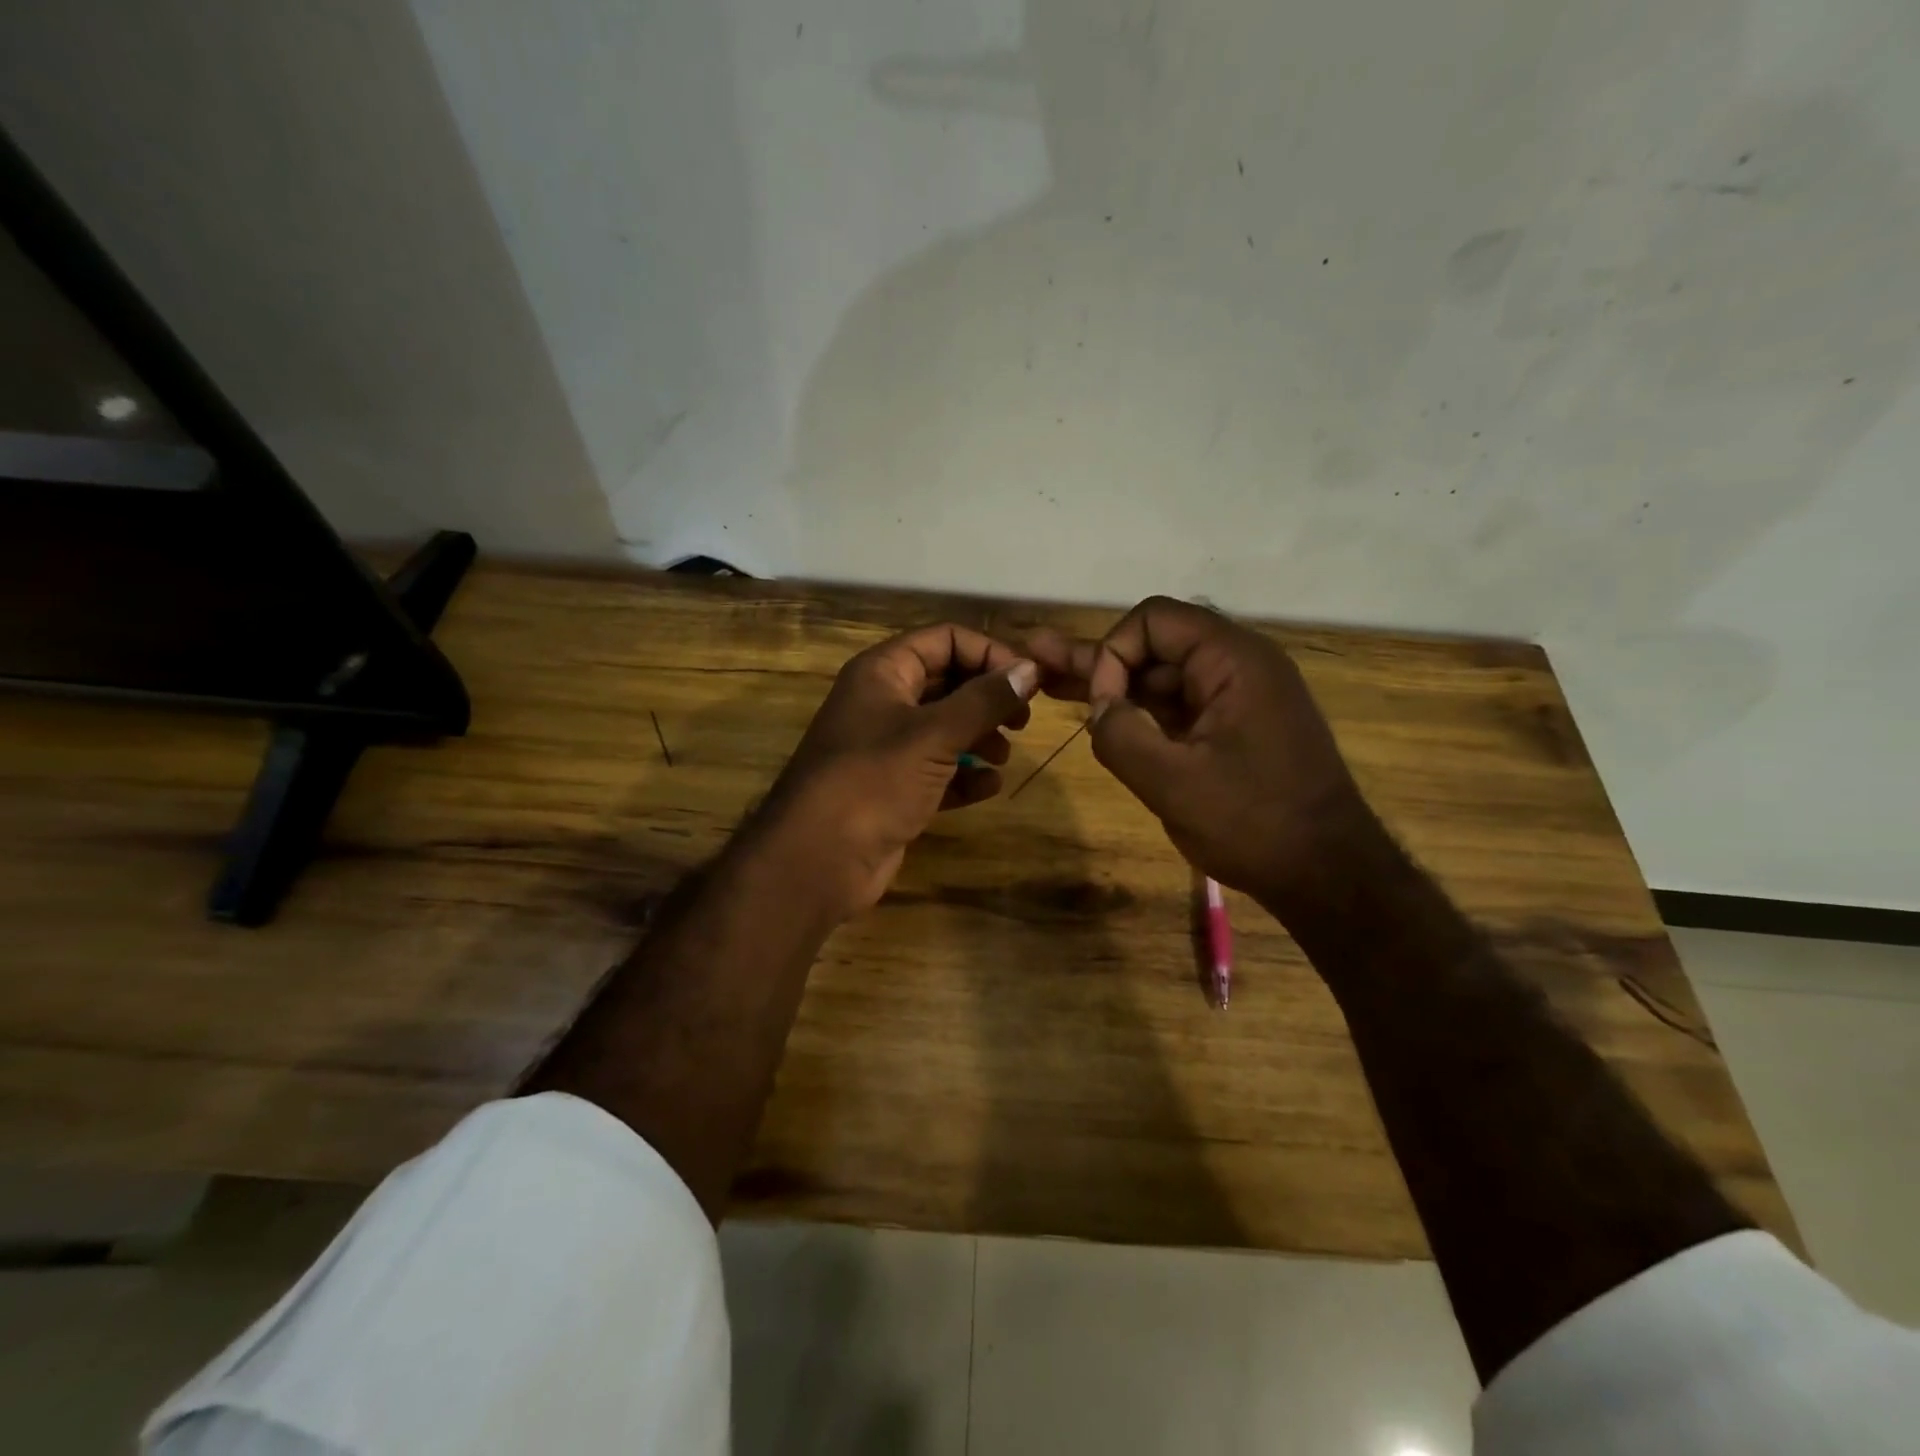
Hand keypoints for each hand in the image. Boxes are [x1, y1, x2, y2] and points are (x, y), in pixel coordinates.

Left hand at [759, 624, 1038, 916]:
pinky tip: (988, 787)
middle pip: (947, 682)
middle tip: (1022, 721)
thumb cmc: (874, 781)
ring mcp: (887, 748)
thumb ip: (985, 700)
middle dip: (987, 698)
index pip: (944, 639)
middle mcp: (883, 702)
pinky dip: (964, 775)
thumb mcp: (934, 734)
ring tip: (1003, 757)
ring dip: (979, 738)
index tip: (1027, 680)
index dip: (988, 653)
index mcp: (882, 673)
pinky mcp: (894, 788)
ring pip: (945, 728)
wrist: (818, 860)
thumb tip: (1032, 669)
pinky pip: (938, 770)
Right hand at [1028, 596, 1375, 910]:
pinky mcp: (1231, 728)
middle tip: (1034, 657)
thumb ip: (1121, 736)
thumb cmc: (1255, 824)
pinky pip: (1176, 707)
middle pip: (1153, 646)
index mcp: (1233, 661)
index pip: (1154, 620)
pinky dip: (1138, 711)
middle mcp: (1237, 666)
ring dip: (1110, 684)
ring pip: (1160, 678)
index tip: (1102, 707)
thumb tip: (1099, 708)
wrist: (1327, 875)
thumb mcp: (1174, 783)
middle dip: (1095, 658)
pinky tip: (1097, 715)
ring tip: (1048, 681)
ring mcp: (1235, 698)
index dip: (1114, 653)